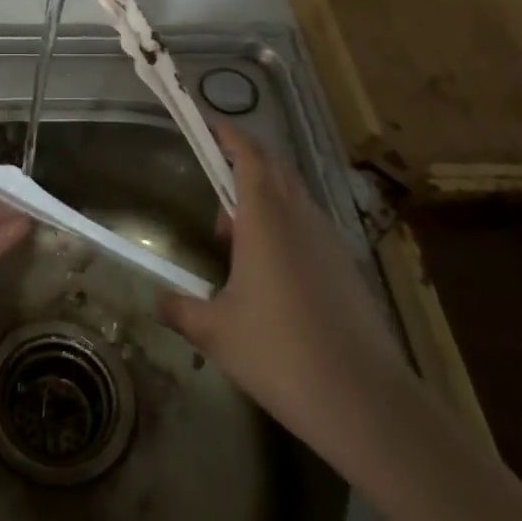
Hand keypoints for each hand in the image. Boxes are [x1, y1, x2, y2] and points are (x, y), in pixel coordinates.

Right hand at [157, 123, 417, 468]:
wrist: (363, 400)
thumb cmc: (279, 353)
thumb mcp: (215, 333)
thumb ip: (180, 309)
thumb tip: (158, 301)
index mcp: (266, 220)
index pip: (248, 155)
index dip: (227, 133)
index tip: (205, 120)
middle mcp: (300, 218)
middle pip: (273, 168)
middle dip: (242, 162)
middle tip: (212, 181)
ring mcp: (328, 241)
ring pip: (291, 197)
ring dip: (261, 198)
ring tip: (231, 238)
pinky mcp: (344, 266)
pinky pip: (306, 225)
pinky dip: (280, 225)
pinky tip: (266, 271)